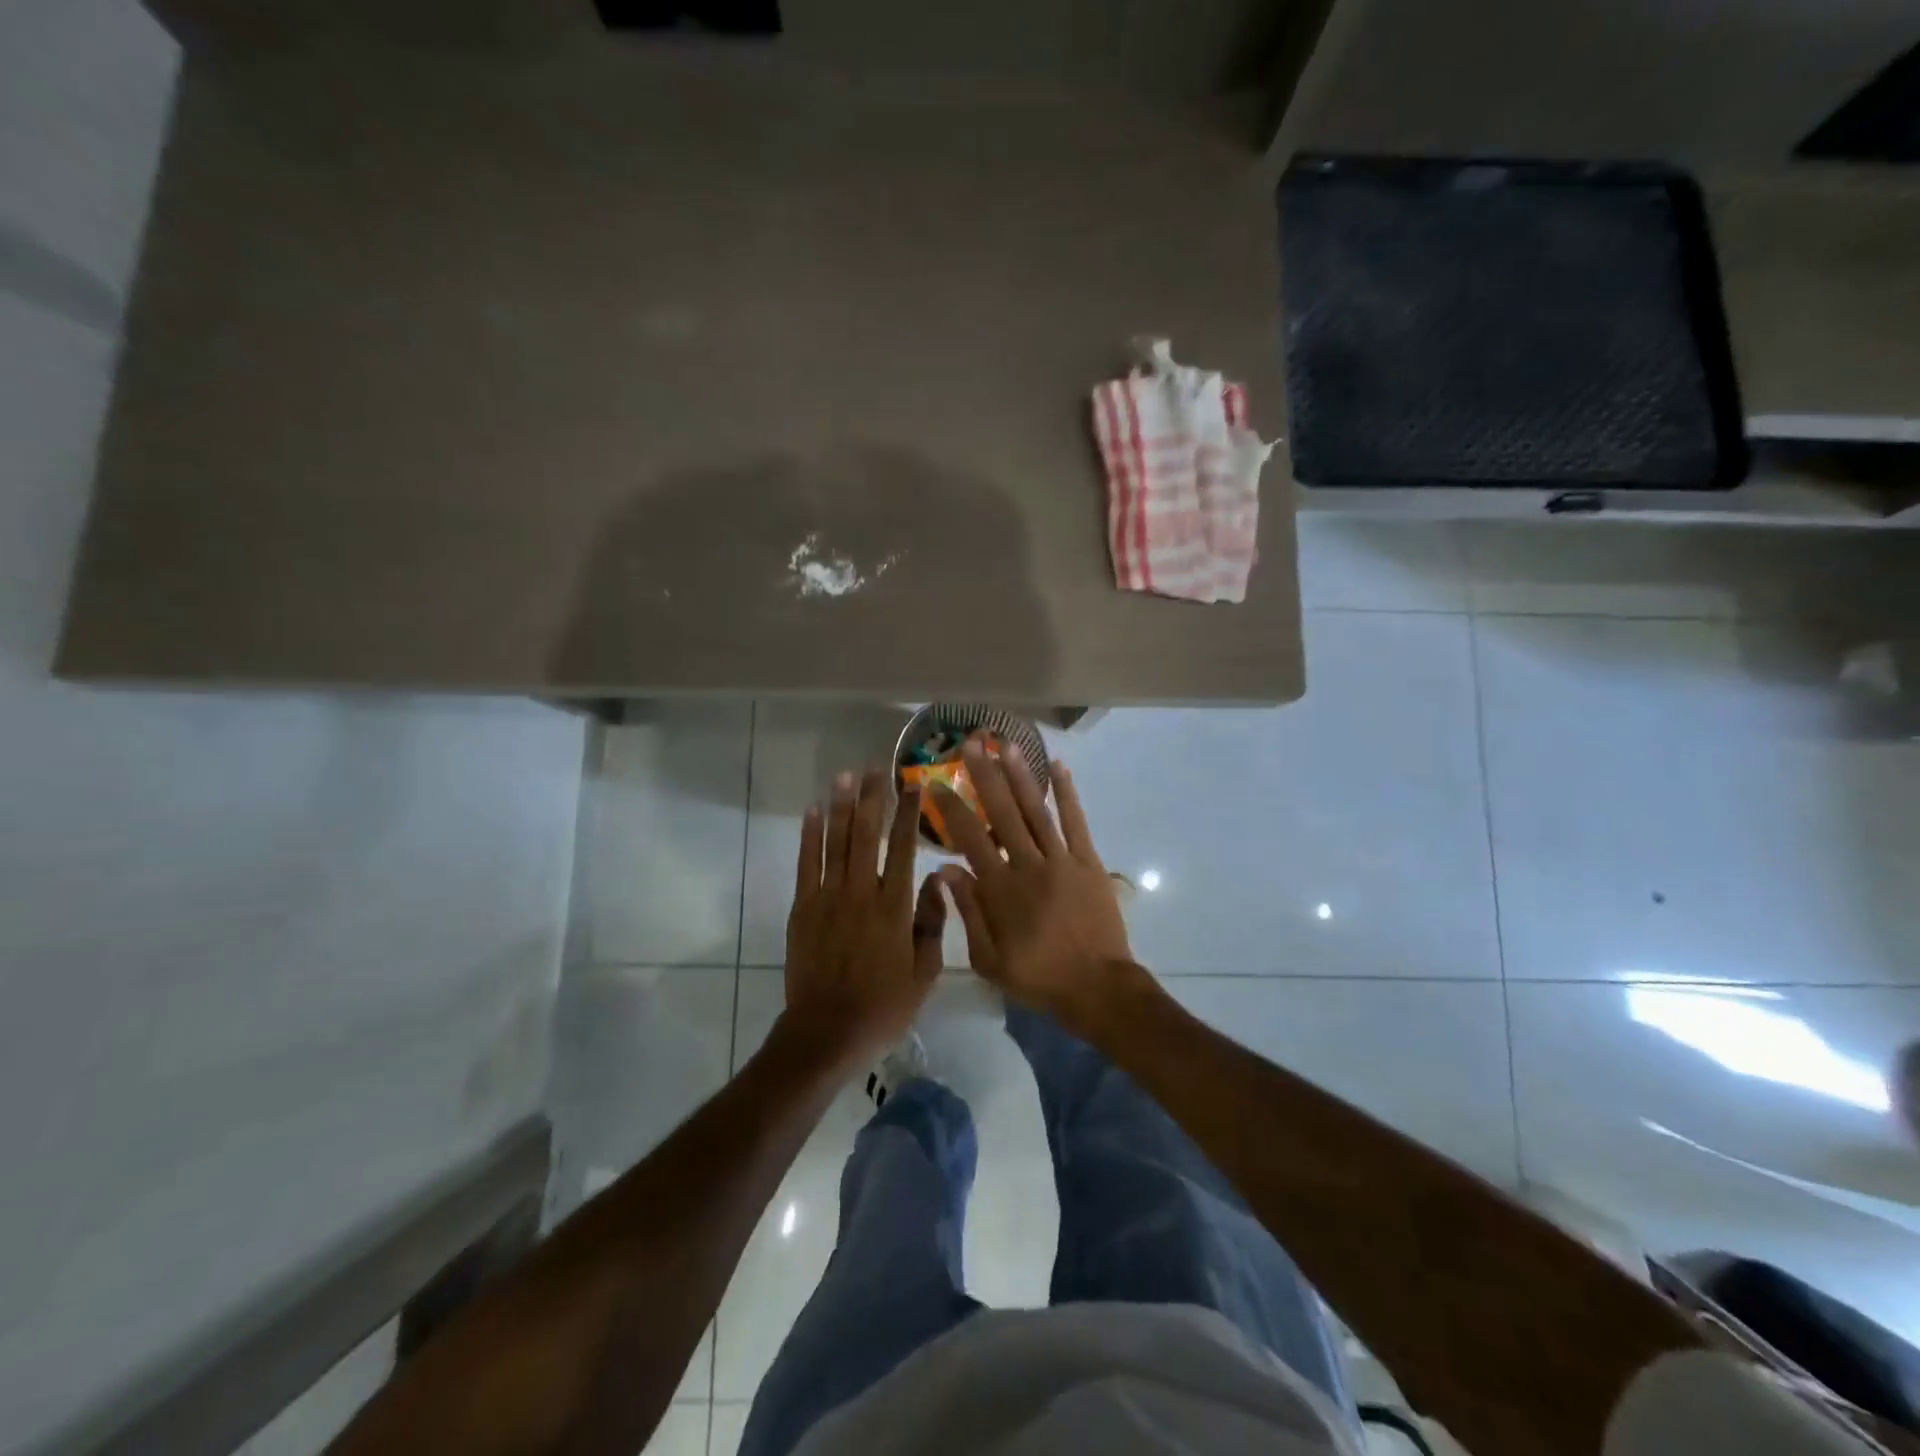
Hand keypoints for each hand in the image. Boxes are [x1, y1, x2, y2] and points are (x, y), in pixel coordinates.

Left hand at [780, 766, 944, 1070]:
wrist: (828, 1031)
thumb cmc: (884, 1005)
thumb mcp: (926, 972)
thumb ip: (933, 922)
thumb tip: (938, 879)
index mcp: (895, 906)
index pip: (904, 847)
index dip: (908, 813)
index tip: (912, 785)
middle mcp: (861, 892)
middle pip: (866, 834)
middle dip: (872, 797)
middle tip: (875, 767)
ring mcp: (828, 897)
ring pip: (835, 841)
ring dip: (841, 806)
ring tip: (846, 776)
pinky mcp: (803, 908)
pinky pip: (806, 863)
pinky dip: (810, 835)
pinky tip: (814, 811)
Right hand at [932, 742, 1135, 1033]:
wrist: (1098, 988)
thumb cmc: (1038, 977)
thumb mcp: (989, 959)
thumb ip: (968, 911)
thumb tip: (945, 869)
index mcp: (1001, 889)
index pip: (970, 838)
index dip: (951, 808)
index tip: (936, 783)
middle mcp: (1029, 865)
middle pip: (1003, 812)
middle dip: (985, 775)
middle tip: (971, 744)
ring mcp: (1062, 860)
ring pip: (1037, 810)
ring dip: (1021, 775)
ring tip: (1006, 745)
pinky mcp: (1089, 862)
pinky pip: (1076, 822)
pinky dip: (1068, 794)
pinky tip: (1058, 768)